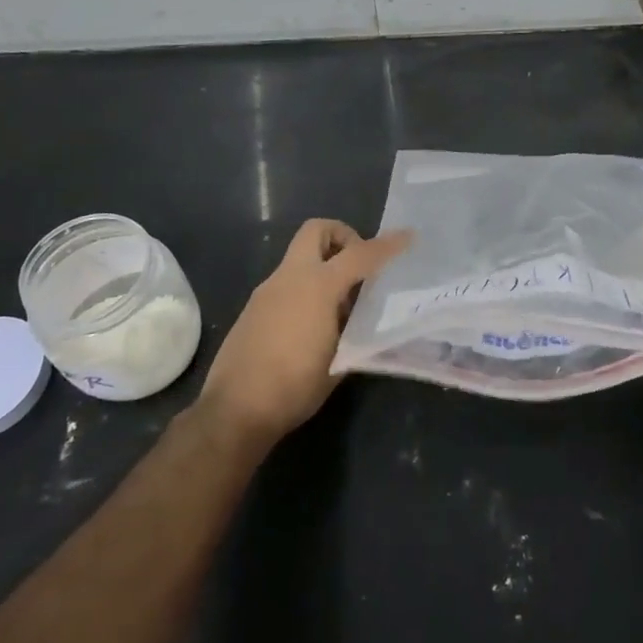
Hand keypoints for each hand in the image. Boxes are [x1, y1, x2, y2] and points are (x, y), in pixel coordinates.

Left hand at [197, 219, 409, 447]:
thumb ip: (356, 329)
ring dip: (324, 267)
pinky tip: (313, 326)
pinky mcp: (253, 308)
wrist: (235, 411)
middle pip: (316, 231)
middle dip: (342, 237)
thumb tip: (362, 317)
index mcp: (317, 286)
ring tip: (340, 308)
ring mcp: (267, 291)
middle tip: (359, 266)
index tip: (408, 237)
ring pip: (300, 258)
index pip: (360, 254)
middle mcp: (290, 278)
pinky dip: (306, 289)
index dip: (387, 245)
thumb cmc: (295, 386)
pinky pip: (287, 283)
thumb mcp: (340, 358)